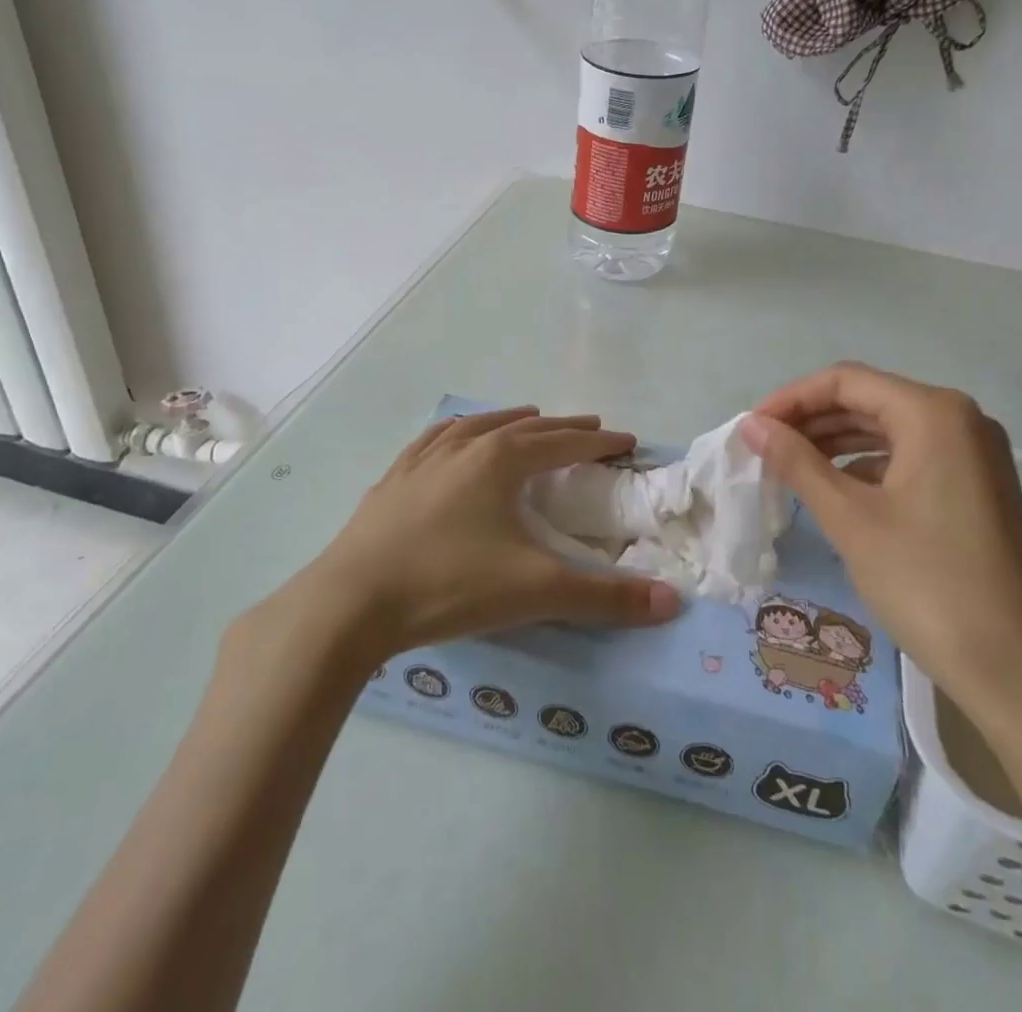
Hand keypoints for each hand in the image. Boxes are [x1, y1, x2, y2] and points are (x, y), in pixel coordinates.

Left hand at [287, 407, 680, 662]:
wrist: (350, 603)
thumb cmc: (449, 586)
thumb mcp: (535, 592)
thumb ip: (604, 597)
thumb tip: (672, 602)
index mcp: (500, 462)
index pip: (564, 443)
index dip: (599, 443)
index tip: (626, 441)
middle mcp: (464, 448)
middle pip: (524, 427)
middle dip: (561, 427)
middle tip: (590, 428)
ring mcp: (423, 460)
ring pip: (477, 426)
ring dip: (510, 420)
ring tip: (529, 417)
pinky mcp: (393, 479)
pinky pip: (434, 440)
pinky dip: (457, 431)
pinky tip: (453, 436)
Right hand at [741, 364, 1021, 747]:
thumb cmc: (929, 585)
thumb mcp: (851, 519)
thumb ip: (797, 462)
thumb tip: (752, 425)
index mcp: (933, 413)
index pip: (845, 381)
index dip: (790, 398)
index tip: (751, 429)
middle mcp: (959, 419)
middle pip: (868, 400)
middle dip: (810, 421)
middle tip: (762, 451)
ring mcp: (973, 455)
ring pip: (888, 431)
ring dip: (835, 444)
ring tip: (788, 469)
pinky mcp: (976, 488)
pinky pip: (909, 459)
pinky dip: (867, 468)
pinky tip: (835, 492)